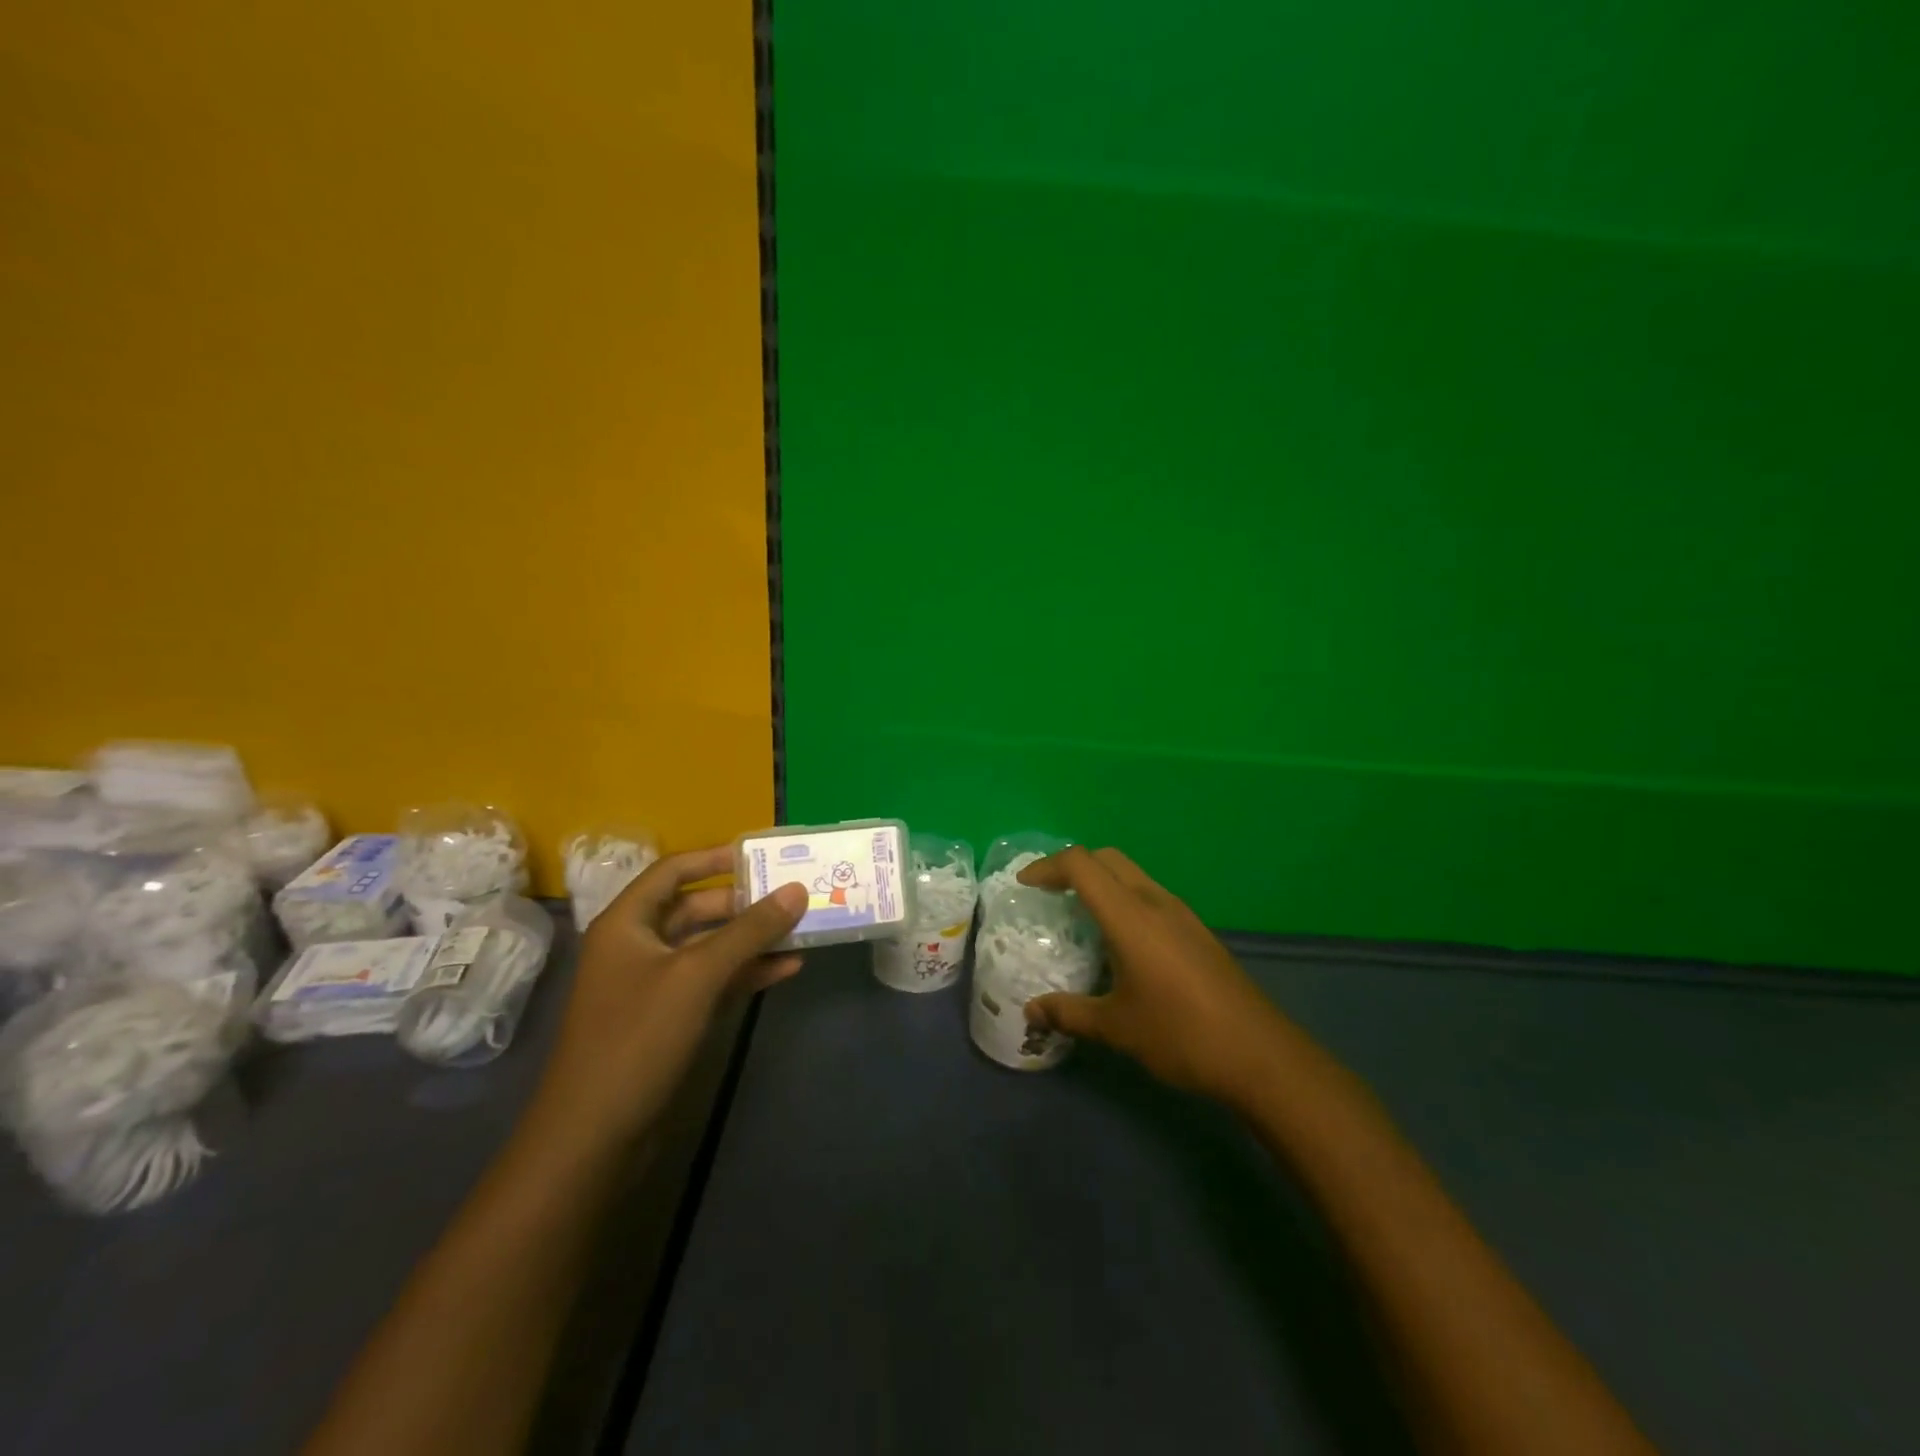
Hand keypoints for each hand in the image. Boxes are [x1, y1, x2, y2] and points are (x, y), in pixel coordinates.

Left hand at [532, 847, 807, 1143]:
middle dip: (744, 902)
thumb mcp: (698, 975)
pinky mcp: (671, 1018)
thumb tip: (797, 889)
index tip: (762, 856)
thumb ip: (749, 930)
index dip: (715, 858)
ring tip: (801, 929)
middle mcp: (639, 946)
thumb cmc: (638, 1037)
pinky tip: (787, 969)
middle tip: (793, 895)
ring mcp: (655, 984)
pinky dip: (747, 973)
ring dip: (752, 939)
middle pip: (697, 908)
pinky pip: (714, 981)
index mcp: (628, 923)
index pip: (673, 871)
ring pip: (710, 947)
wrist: (595, 1135)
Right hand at [1017, 847, 1296, 1107]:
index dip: (1048, 866)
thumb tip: (1030, 1010)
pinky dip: (1123, 899)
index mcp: (1131, 916)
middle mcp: (1155, 902)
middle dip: (1073, 866)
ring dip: (1101, 881)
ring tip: (1078, 914)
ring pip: (1132, 875)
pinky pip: (1150, 896)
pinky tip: (1119, 940)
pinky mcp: (1197, 930)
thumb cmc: (1180, 1034)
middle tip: (1048, 893)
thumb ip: (1068, 1012)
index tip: (1024, 884)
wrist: (1260, 1054)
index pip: (1082, 865)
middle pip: (1108, 858)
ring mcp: (1181, 914)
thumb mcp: (1116, 1027)